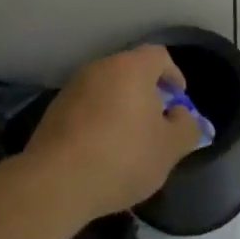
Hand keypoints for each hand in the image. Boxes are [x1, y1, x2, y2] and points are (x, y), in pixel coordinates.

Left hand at [26, 45, 204, 220]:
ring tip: (128, 142)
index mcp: (131, 68)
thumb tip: (181, 115)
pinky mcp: (53, 112)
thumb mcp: (170, 148)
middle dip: (147, 94)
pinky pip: (86, 109)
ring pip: (106, 90)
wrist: (56, 182)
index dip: (174, 75)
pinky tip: (100, 153)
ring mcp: (72, 88)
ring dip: (120, 109)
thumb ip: (186, 127)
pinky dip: (98, 122)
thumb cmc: (123, 157)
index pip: (159, 56)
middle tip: (156, 123)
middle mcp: (100, 68)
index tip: (179, 100)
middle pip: (131, 72)